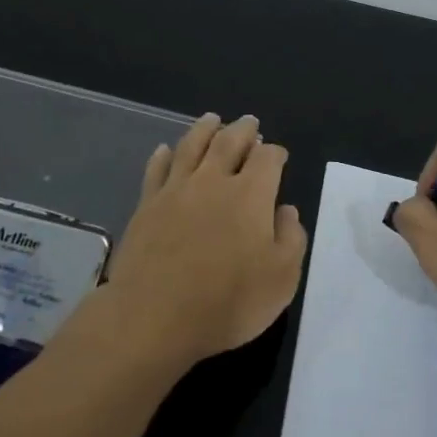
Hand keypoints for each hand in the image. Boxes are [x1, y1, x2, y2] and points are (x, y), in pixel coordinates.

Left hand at [100, 114, 308, 370]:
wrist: (154, 316)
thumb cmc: (227, 302)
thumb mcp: (281, 279)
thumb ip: (290, 239)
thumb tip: (286, 210)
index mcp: (250, 195)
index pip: (268, 159)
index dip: (276, 153)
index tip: (278, 155)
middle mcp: (213, 181)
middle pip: (229, 142)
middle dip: (243, 129)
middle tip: (249, 122)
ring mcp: (175, 190)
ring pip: (192, 146)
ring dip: (205, 129)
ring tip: (212, 119)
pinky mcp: (146, 205)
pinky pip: (156, 169)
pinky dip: (164, 155)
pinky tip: (165, 150)